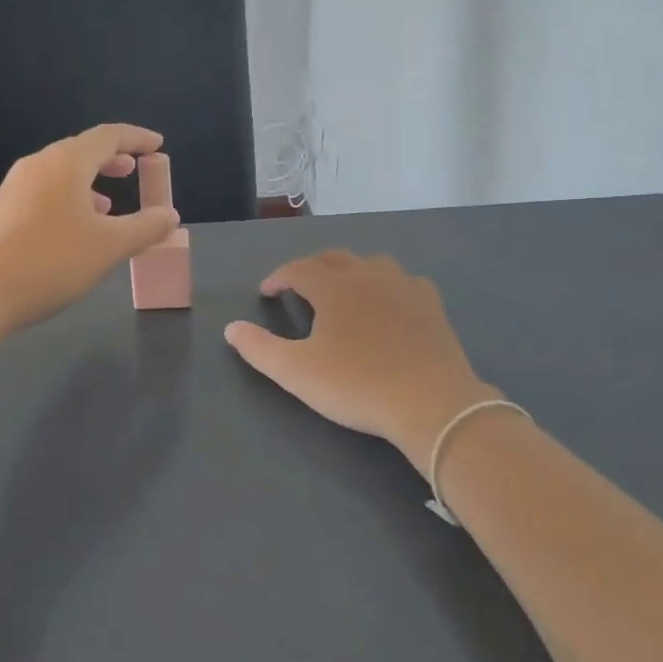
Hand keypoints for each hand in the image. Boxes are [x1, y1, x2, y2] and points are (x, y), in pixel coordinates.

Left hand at [0, 124, 180, 335]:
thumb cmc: (52, 262)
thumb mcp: (110, 246)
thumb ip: (145, 227)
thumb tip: (169, 215)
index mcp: (66, 162)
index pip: (108, 136)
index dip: (137, 138)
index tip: (158, 145)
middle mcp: (38, 165)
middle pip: (82, 150)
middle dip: (113, 159)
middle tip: (136, 169)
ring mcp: (16, 187)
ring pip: (62, 173)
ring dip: (91, 182)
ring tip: (111, 204)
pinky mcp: (3, 211)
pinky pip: (46, 192)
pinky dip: (71, 198)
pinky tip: (76, 228)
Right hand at [224, 251, 499, 472]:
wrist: (431, 403)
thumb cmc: (356, 385)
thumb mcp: (296, 372)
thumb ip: (259, 348)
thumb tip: (231, 328)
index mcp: (334, 287)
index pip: (298, 269)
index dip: (279, 277)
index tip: (267, 292)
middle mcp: (368, 276)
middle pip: (334, 258)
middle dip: (311, 268)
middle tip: (299, 287)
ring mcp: (404, 287)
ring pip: (372, 263)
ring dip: (350, 270)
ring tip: (342, 290)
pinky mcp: (431, 305)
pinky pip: (405, 282)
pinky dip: (388, 286)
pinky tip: (389, 303)